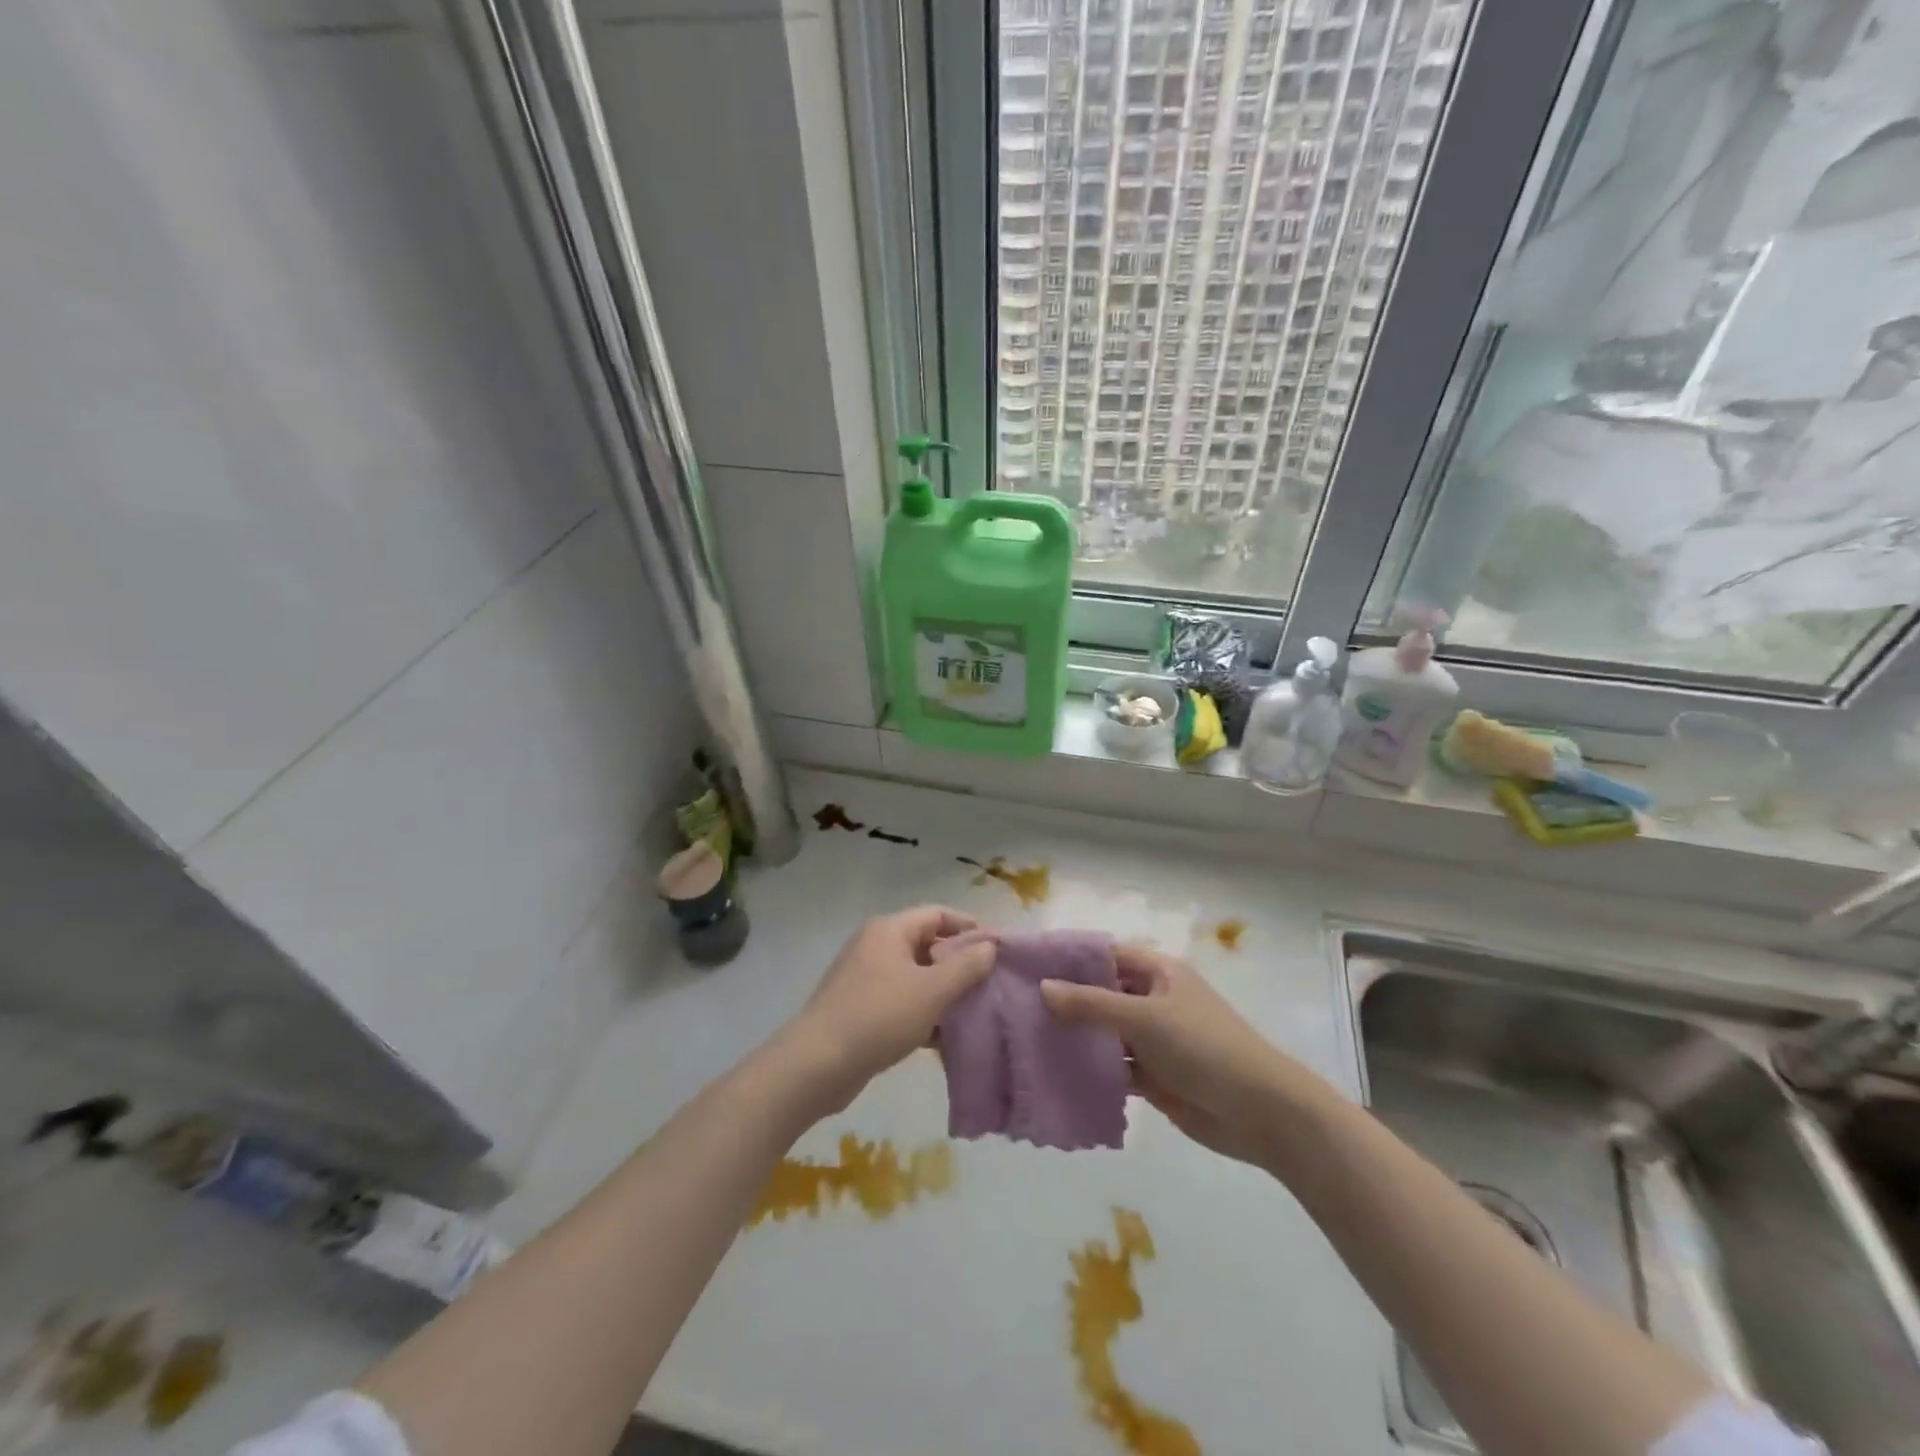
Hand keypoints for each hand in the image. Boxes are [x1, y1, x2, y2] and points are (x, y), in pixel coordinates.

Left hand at [782, 907, 996, 1113]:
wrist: (816, 1064)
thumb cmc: (879, 1016)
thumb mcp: (932, 991)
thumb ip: (966, 967)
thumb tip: (989, 947)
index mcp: (890, 930)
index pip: (938, 914)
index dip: (969, 927)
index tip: (997, 950)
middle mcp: (875, 945)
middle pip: (927, 944)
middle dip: (958, 964)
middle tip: (989, 985)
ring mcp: (864, 977)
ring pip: (915, 976)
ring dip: (942, 993)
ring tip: (972, 1014)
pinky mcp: (859, 1008)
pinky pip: (900, 1001)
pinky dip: (922, 1013)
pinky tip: (942, 1039)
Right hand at [1040, 945, 1318, 1167]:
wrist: (1262, 1113)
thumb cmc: (1204, 1047)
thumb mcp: (1145, 1018)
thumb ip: (1091, 1004)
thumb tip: (1042, 988)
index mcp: (1157, 972)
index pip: (1104, 954)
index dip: (1069, 957)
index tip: (1025, 964)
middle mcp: (1153, 999)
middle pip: (1101, 993)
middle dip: (1065, 999)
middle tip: (1014, 1005)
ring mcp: (1153, 1039)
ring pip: (1104, 1032)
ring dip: (1075, 1037)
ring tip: (1024, 1039)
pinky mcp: (1154, 1076)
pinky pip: (1114, 1066)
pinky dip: (1091, 1070)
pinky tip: (1055, 1074)